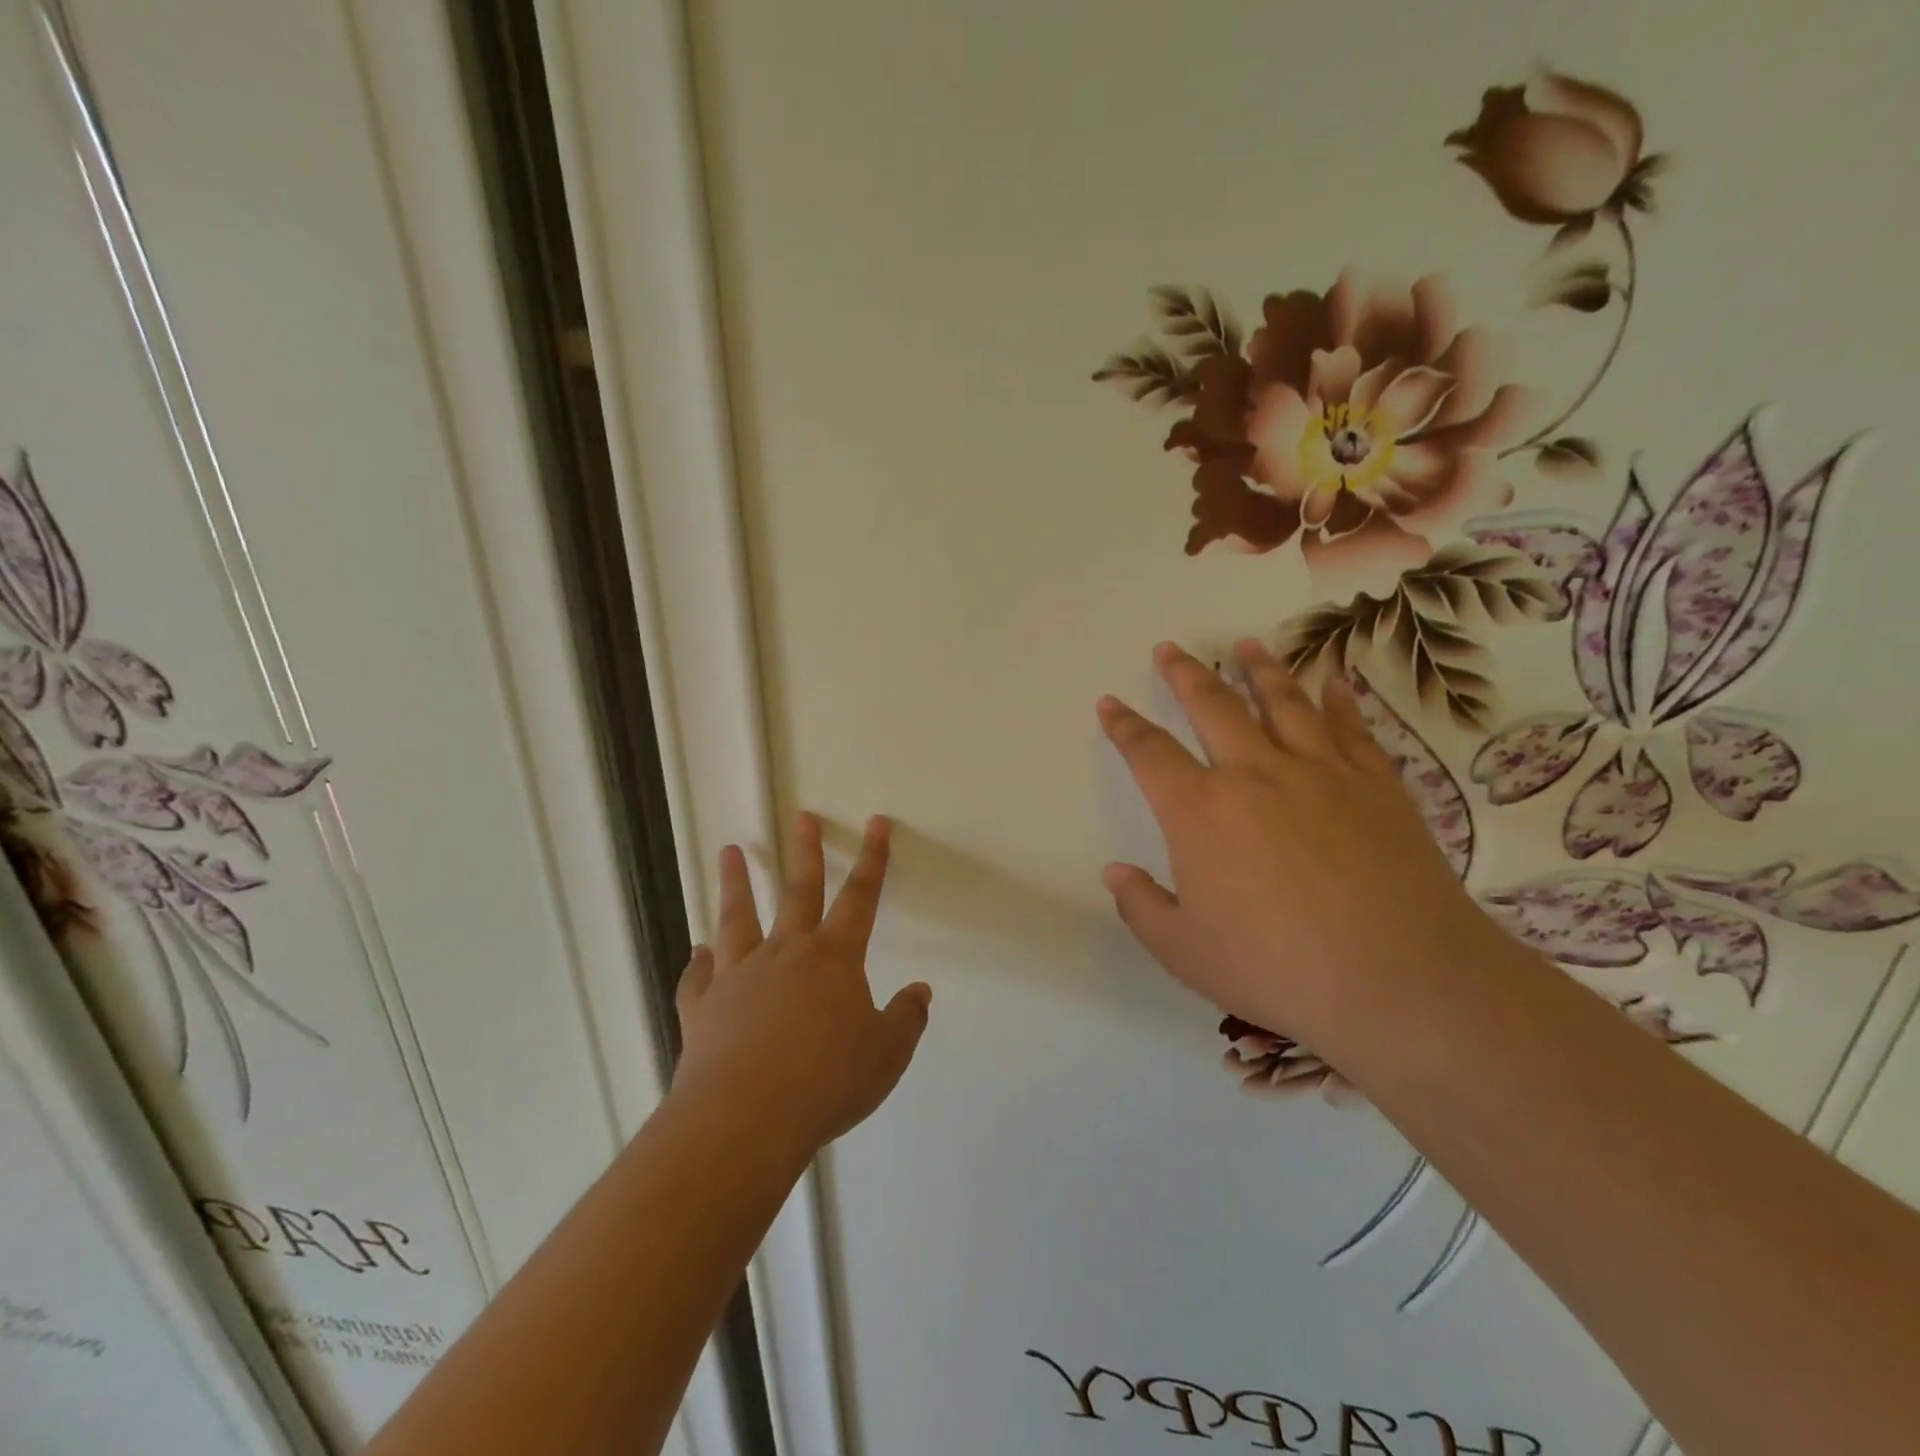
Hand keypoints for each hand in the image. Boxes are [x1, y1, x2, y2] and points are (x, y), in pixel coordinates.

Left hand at [671, 812, 930, 1160]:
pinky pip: (699, 978)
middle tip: (802, 816)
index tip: (876, 823)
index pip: (861, 896)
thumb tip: (920, 992)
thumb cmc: (827, 1082)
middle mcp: (786, 955)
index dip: (873, 858)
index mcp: (834, 959)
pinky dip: (698, 963)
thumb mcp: (886, 1055)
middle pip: (799, 892)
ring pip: (738, 919)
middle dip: (805, 852)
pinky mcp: (704, 1008)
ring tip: (730, 852)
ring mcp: (740, 977)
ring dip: (737, 884)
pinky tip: (696, 952)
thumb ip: (906, 1019)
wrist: (746, 1119)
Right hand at [1098, 641, 1502, 1051]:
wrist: (1398, 980)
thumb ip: (1141, 907)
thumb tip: (1114, 873)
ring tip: (1245, 644)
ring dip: (1259, 668)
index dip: (1123, 726)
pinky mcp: (1375, 783)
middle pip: (1211, 706)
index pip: (1148, 753)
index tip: (1109, 703)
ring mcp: (1319, 771)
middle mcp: (1253, 774)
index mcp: (1199, 811)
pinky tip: (1333, 680)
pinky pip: (1350, 727)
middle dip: (1185, 674)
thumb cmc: (1275, 967)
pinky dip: (1338, 699)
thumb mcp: (1183, 951)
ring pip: (1282, 701)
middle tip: (1170, 648)